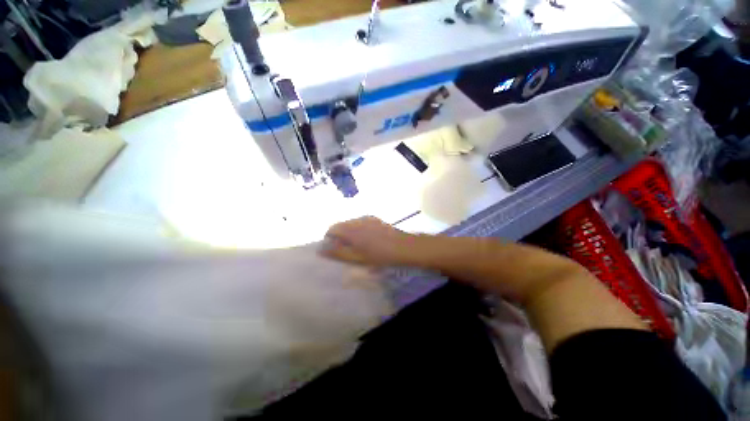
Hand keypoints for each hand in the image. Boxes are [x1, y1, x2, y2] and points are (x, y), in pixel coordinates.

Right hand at [320, 217, 420, 266]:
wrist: (404, 247)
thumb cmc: (379, 255)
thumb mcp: (357, 258)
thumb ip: (337, 253)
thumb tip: (320, 249)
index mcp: (351, 229)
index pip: (332, 229)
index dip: (329, 239)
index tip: (334, 250)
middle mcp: (358, 220)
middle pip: (342, 225)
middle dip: (340, 237)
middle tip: (346, 250)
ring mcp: (368, 218)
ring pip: (351, 224)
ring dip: (350, 233)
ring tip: (358, 246)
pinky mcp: (376, 219)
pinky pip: (361, 223)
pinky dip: (359, 230)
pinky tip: (368, 240)